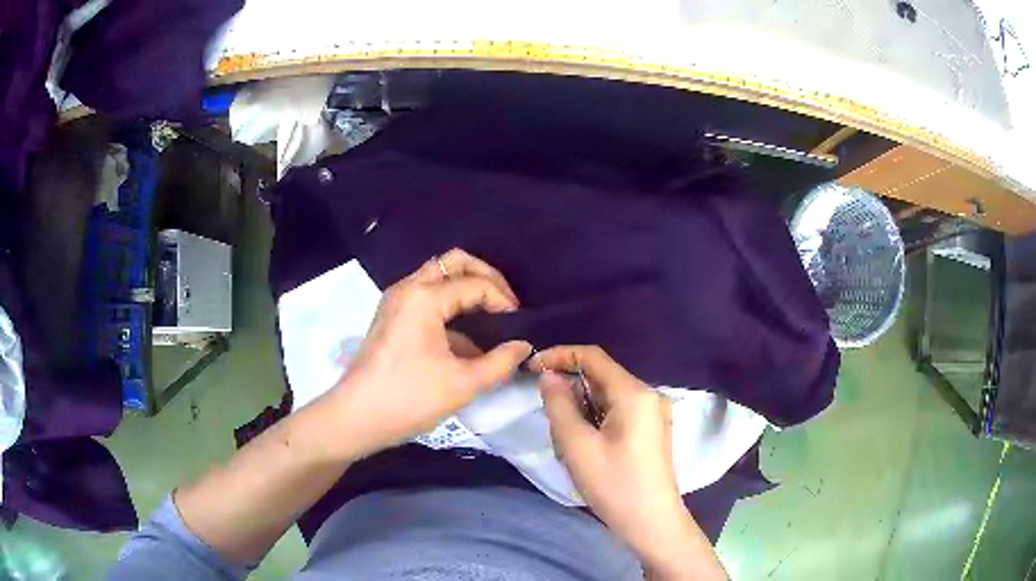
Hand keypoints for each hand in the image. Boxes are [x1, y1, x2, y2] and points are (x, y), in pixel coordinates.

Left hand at [327, 249, 532, 458]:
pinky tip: (468, 339)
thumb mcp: (463, 384)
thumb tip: (524, 346)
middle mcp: (408, 288)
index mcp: (424, 296)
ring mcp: (396, 301)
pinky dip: (450, 307)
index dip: (504, 302)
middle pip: (454, 263)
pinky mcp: (391, 317)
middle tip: (507, 305)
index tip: (520, 328)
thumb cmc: (409, 398)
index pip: (476, 285)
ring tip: (492, 317)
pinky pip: (427, 297)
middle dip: (486, 278)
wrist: (356, 417)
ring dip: (467, 290)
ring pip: (438, 278)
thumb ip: (501, 362)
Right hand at [536, 346, 726, 580]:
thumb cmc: (614, 484)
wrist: (652, 522)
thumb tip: (549, 376)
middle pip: (601, 377)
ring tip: (566, 441)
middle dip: (570, 390)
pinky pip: (618, 412)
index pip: (593, 356)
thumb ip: (559, 405)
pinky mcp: (651, 431)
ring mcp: (653, 414)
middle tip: (548, 417)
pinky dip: (596, 420)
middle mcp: (648, 396)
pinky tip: (586, 447)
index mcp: (633, 393)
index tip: (531, 368)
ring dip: (581, 409)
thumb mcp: (577, 446)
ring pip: (608, 397)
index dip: (560, 356)